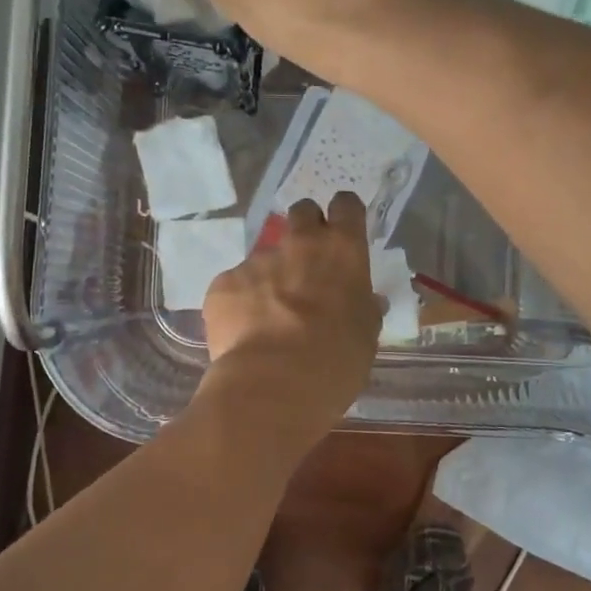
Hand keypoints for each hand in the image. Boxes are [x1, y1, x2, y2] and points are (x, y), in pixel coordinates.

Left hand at [199, 191, 381, 438]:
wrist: (274, 384)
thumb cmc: (336, 361)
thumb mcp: (365, 334)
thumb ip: (363, 308)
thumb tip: (366, 301)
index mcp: (342, 250)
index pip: (346, 205)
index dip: (344, 215)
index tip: (342, 231)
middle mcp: (299, 244)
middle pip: (301, 212)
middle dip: (305, 229)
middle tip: (306, 266)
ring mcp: (256, 261)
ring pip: (265, 258)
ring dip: (270, 279)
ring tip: (270, 320)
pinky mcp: (224, 283)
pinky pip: (235, 286)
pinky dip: (241, 304)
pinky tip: (245, 335)